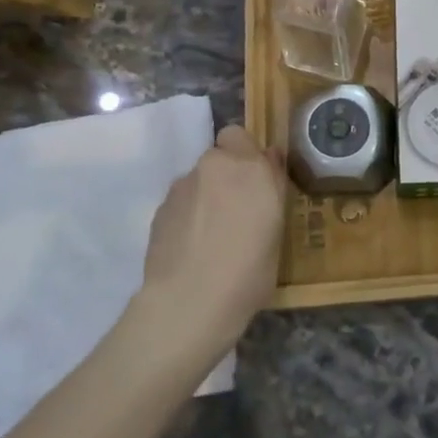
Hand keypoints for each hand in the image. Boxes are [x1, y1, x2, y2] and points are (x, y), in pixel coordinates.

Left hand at [140, 124, 287, 356]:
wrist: (189, 302)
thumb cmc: (249, 270)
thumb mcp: (277, 230)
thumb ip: (271, 187)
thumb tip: (269, 159)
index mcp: (250, 168)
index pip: (241, 136)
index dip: (246, 154)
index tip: (256, 181)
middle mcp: (215, 167)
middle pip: (219, 157)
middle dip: (226, 175)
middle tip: (237, 209)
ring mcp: (183, 186)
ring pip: (198, 180)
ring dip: (206, 194)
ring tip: (211, 234)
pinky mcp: (160, 209)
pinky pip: (181, 202)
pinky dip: (188, 215)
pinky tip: (192, 246)